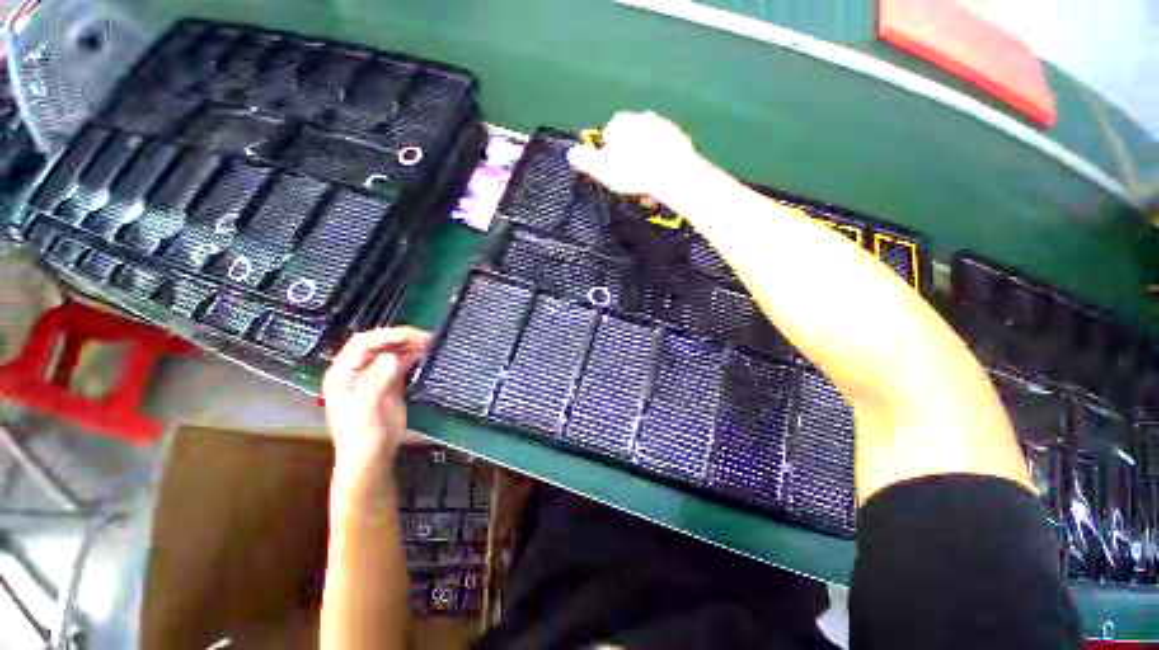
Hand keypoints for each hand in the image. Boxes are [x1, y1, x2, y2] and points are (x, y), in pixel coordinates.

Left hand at [323, 327, 431, 476]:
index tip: (411, 335)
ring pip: (392, 352)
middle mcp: (357, 371)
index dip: (386, 336)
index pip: (363, 344)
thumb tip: (393, 357)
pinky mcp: (389, 384)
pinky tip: (425, 353)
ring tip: (429, 341)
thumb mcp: (366, 409)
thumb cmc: (362, 436)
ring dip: (409, 344)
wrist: (371, 458)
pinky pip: (401, 363)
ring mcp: (374, 377)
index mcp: (343, 374)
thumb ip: (377, 381)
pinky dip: (413, 356)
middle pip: (379, 344)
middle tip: (425, 337)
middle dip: (401, 337)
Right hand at [567, 111, 697, 197]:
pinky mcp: (680, 138)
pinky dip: (661, 161)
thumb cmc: (632, 173)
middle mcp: (641, 117)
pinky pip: (665, 151)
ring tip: (645, 185)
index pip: (608, 135)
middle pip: (630, 139)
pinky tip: (660, 179)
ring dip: (645, 160)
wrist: (672, 174)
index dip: (609, 155)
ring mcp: (663, 125)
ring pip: (648, 144)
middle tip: (630, 181)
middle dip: (628, 157)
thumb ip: (586, 161)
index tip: (613, 173)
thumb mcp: (602, 170)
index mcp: (620, 123)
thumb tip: (571, 153)